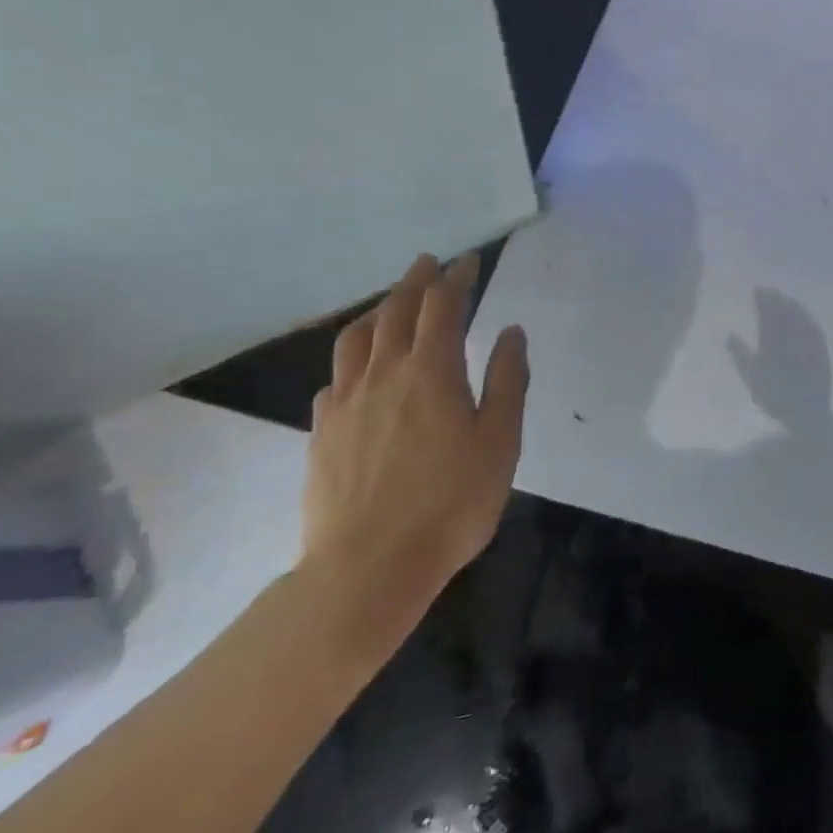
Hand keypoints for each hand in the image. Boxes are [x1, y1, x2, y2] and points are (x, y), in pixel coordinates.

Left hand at [299, 253, 527, 651]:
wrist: (366, 570)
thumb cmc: (449, 505)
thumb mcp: (499, 443)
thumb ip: (506, 382)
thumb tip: (511, 332)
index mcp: (431, 372)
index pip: (443, 306)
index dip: (456, 278)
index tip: (467, 261)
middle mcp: (384, 374)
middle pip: (396, 311)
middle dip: (416, 281)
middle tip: (429, 263)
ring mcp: (346, 403)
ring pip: (356, 339)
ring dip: (377, 311)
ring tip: (390, 303)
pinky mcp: (322, 434)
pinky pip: (335, 379)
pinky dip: (352, 359)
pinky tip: (358, 371)